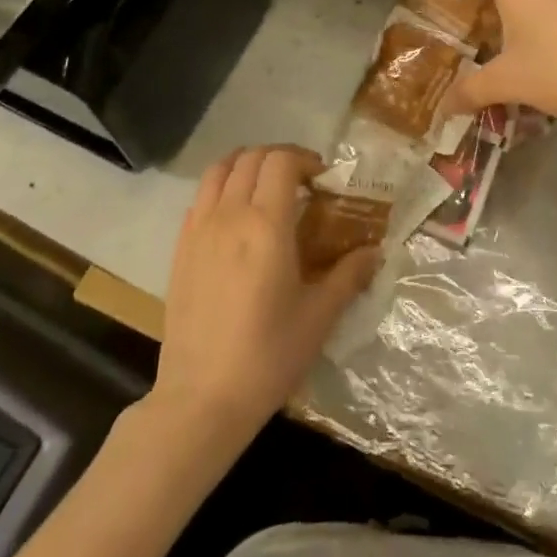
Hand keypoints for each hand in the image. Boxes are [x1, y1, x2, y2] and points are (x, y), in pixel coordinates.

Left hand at [153, 146, 379, 439]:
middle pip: (251, 158)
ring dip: (246, 165)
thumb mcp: (319, 317)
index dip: (304, 159)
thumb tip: (376, 250)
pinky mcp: (180, 248)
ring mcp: (199, 230)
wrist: (202, 398)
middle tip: (301, 182)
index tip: (322, 179)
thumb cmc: (268, 356)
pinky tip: (235, 216)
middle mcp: (230, 215)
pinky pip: (200, 197)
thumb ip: (349, 275)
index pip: (281, 161)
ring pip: (219, 170)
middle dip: (280, 158)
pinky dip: (221, 188)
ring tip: (265, 187)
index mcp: (266, 225)